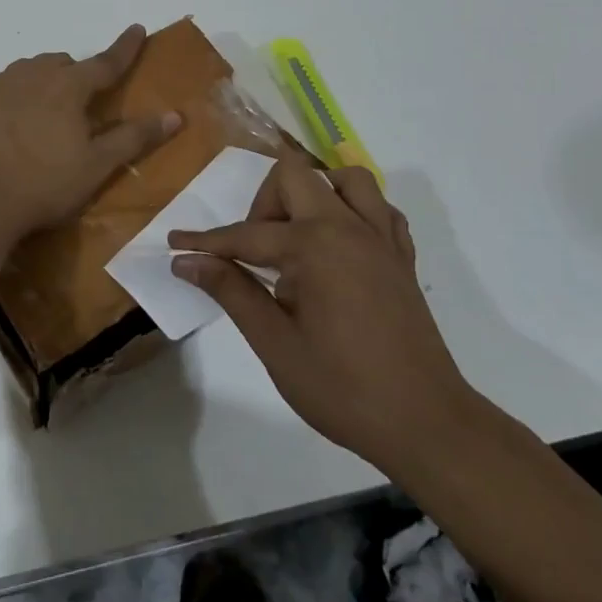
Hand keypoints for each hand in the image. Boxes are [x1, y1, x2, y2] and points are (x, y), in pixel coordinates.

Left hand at [0, 25, 180, 238]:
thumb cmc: (41, 186)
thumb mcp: (96, 167)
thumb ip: (134, 138)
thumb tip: (175, 115)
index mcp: (66, 87)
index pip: (105, 62)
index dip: (125, 48)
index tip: (137, 30)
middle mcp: (26, 74)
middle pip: (56, 65)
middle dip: (69, 77)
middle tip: (70, 108)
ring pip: (18, 75)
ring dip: (30, 89)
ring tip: (27, 124)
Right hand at [169, 156, 473, 475]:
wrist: (427, 424)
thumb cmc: (343, 388)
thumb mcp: (275, 343)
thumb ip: (232, 292)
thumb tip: (187, 262)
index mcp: (314, 246)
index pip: (246, 234)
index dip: (206, 242)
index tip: (175, 244)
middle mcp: (349, 227)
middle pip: (295, 176)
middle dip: (263, 203)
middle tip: (252, 250)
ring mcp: (382, 239)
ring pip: (346, 179)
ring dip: (314, 193)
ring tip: (296, 235)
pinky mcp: (402, 258)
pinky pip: (380, 210)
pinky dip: (355, 212)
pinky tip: (338, 245)